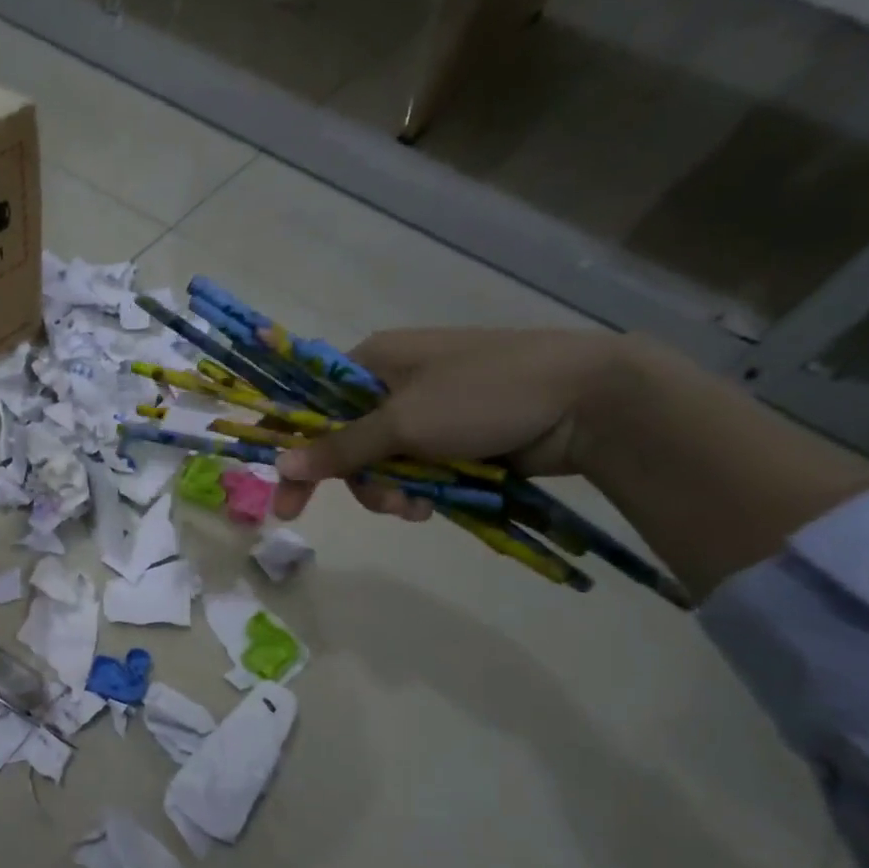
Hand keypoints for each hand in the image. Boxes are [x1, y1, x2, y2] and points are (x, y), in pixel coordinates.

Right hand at [272, 328, 625, 521]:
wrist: (589, 401)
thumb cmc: (483, 394)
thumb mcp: (403, 422)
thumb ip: (339, 448)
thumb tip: (279, 465)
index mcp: (374, 360)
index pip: (313, 404)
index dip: (296, 447)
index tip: (285, 491)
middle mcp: (393, 384)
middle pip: (345, 441)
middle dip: (355, 478)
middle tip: (371, 506)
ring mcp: (426, 413)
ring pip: (380, 463)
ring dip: (389, 490)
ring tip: (413, 506)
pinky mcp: (454, 439)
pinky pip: (414, 472)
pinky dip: (417, 491)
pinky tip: (431, 506)